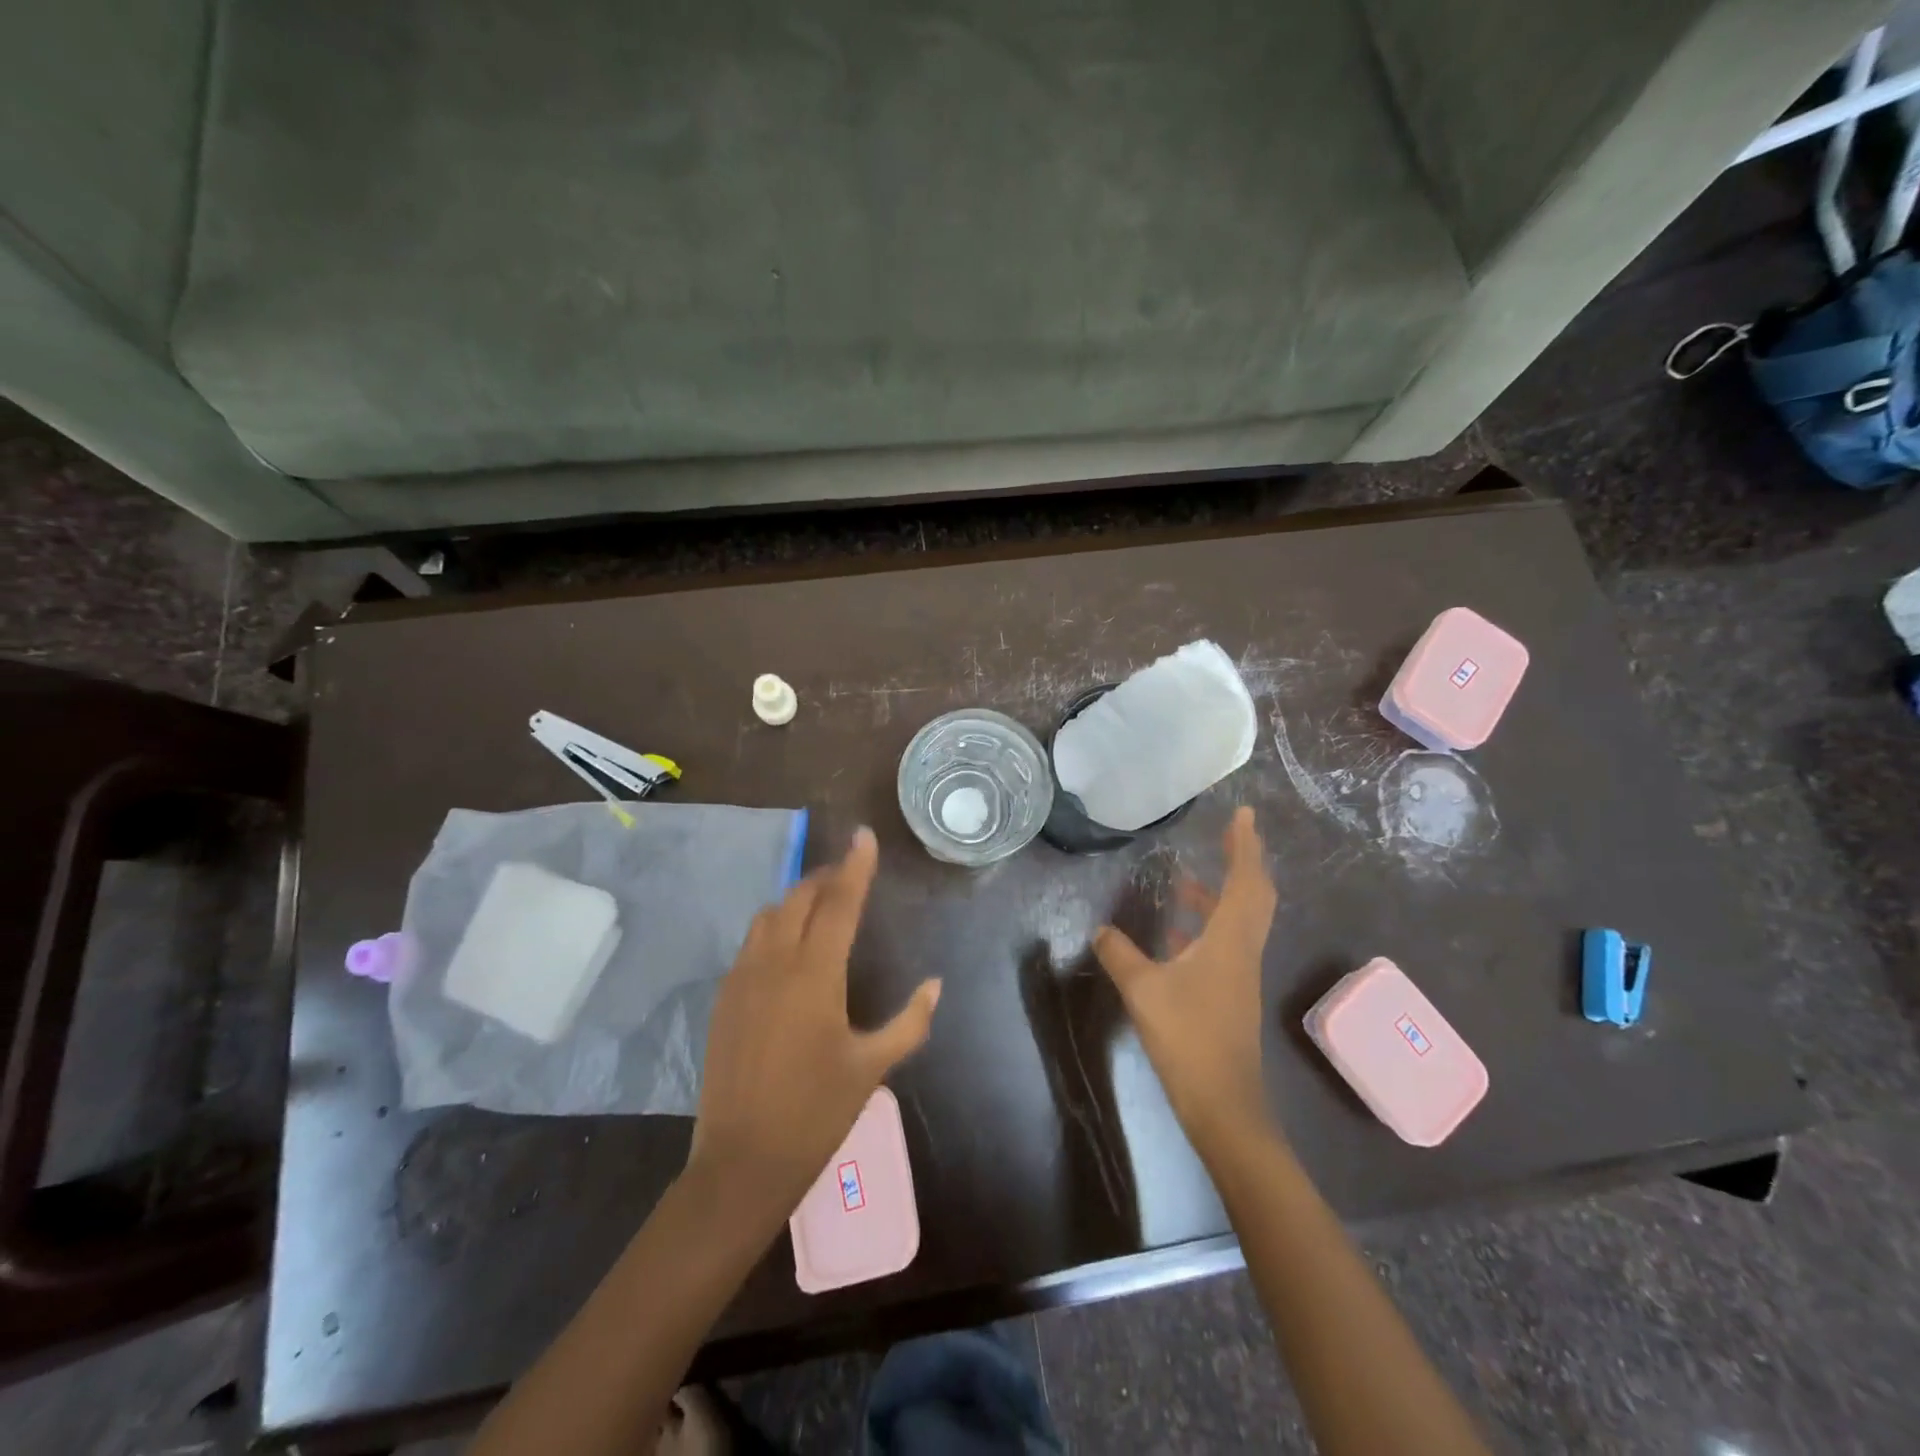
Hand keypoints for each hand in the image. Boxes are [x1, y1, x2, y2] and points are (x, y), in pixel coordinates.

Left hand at [687, 827, 940, 1225]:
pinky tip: (789, 948)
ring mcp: (742, 978)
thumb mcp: (872, 1067)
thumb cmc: (816, 1113)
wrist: (742, 1163)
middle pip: (800, 898)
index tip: (864, 836)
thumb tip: (935, 985)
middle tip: (849, 873)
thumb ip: (910, 1022)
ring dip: (797, 899)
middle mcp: (775, 963)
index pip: (840, 903)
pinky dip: (774, 928)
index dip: (855, 866)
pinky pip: (751, 943)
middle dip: (826, 877)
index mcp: (815, 975)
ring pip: (769, 915)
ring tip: (821, 905)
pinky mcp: (724, 998)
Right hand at [1094, 806, 1277, 1156]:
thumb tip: (1100, 930)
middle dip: (1243, 860)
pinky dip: (1208, 924)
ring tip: (1186, 878)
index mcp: (1229, 940)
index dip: (1245, 845)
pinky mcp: (1231, 991)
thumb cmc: (1187, 1037)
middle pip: (1254, 895)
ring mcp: (1239, 972)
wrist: (1223, 1104)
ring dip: (1221, 894)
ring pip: (1240, 919)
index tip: (1243, 814)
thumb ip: (1119, 954)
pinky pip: (1226, 941)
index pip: (1245, 880)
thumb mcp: (1142, 990)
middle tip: (1227, 833)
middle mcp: (1242, 949)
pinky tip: (1175, 932)